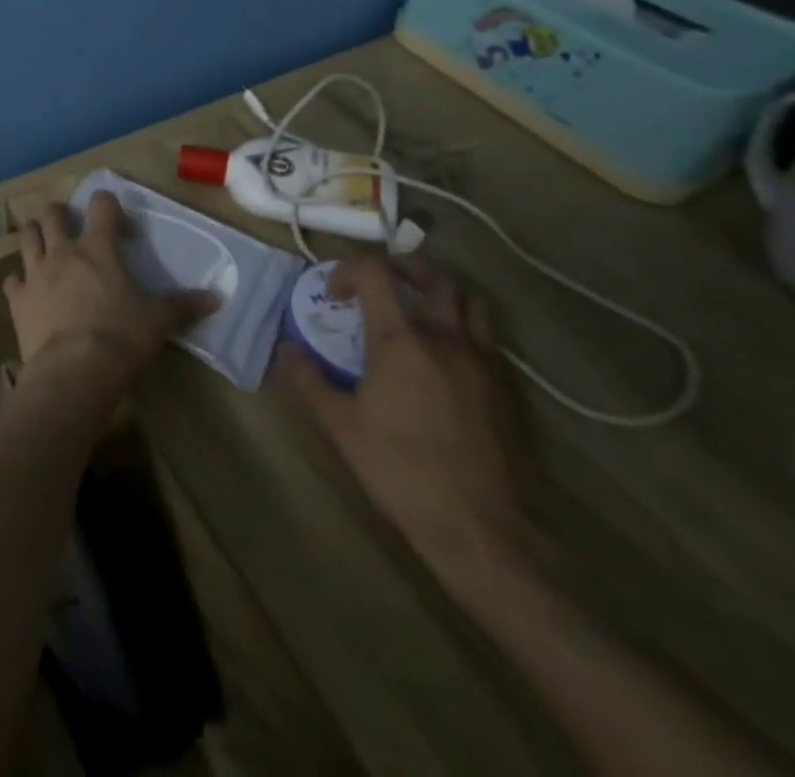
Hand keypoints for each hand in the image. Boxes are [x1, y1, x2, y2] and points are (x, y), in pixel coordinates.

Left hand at [5, 191, 218, 388]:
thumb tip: (216, 298)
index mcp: (98, 249)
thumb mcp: (158, 321)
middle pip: (53, 214)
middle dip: (61, 214)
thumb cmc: (122, 338)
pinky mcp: (17, 299)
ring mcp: (35, 273)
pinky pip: (11, 280)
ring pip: (26, 237)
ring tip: (44, 245)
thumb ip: (183, 305)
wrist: (75, 370)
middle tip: (72, 227)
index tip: (121, 227)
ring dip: (35, 235)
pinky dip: (19, 281)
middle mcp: (62, 252)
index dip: (110, 207)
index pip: (102, 205)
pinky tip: (27, 291)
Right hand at [282, 256, 528, 582]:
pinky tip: (445, 355)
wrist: (480, 528)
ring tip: (417, 308)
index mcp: (401, 340)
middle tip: (380, 282)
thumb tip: (288, 349)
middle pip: (433, 274)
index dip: (348, 271)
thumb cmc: (399, 470)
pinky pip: (487, 336)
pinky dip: (463, 326)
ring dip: (440, 292)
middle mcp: (446, 338)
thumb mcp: (339, 425)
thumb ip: (309, 379)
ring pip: (470, 301)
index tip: (333, 295)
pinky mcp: (506, 387)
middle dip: (402, 266)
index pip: (375, 272)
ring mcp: (483, 361)